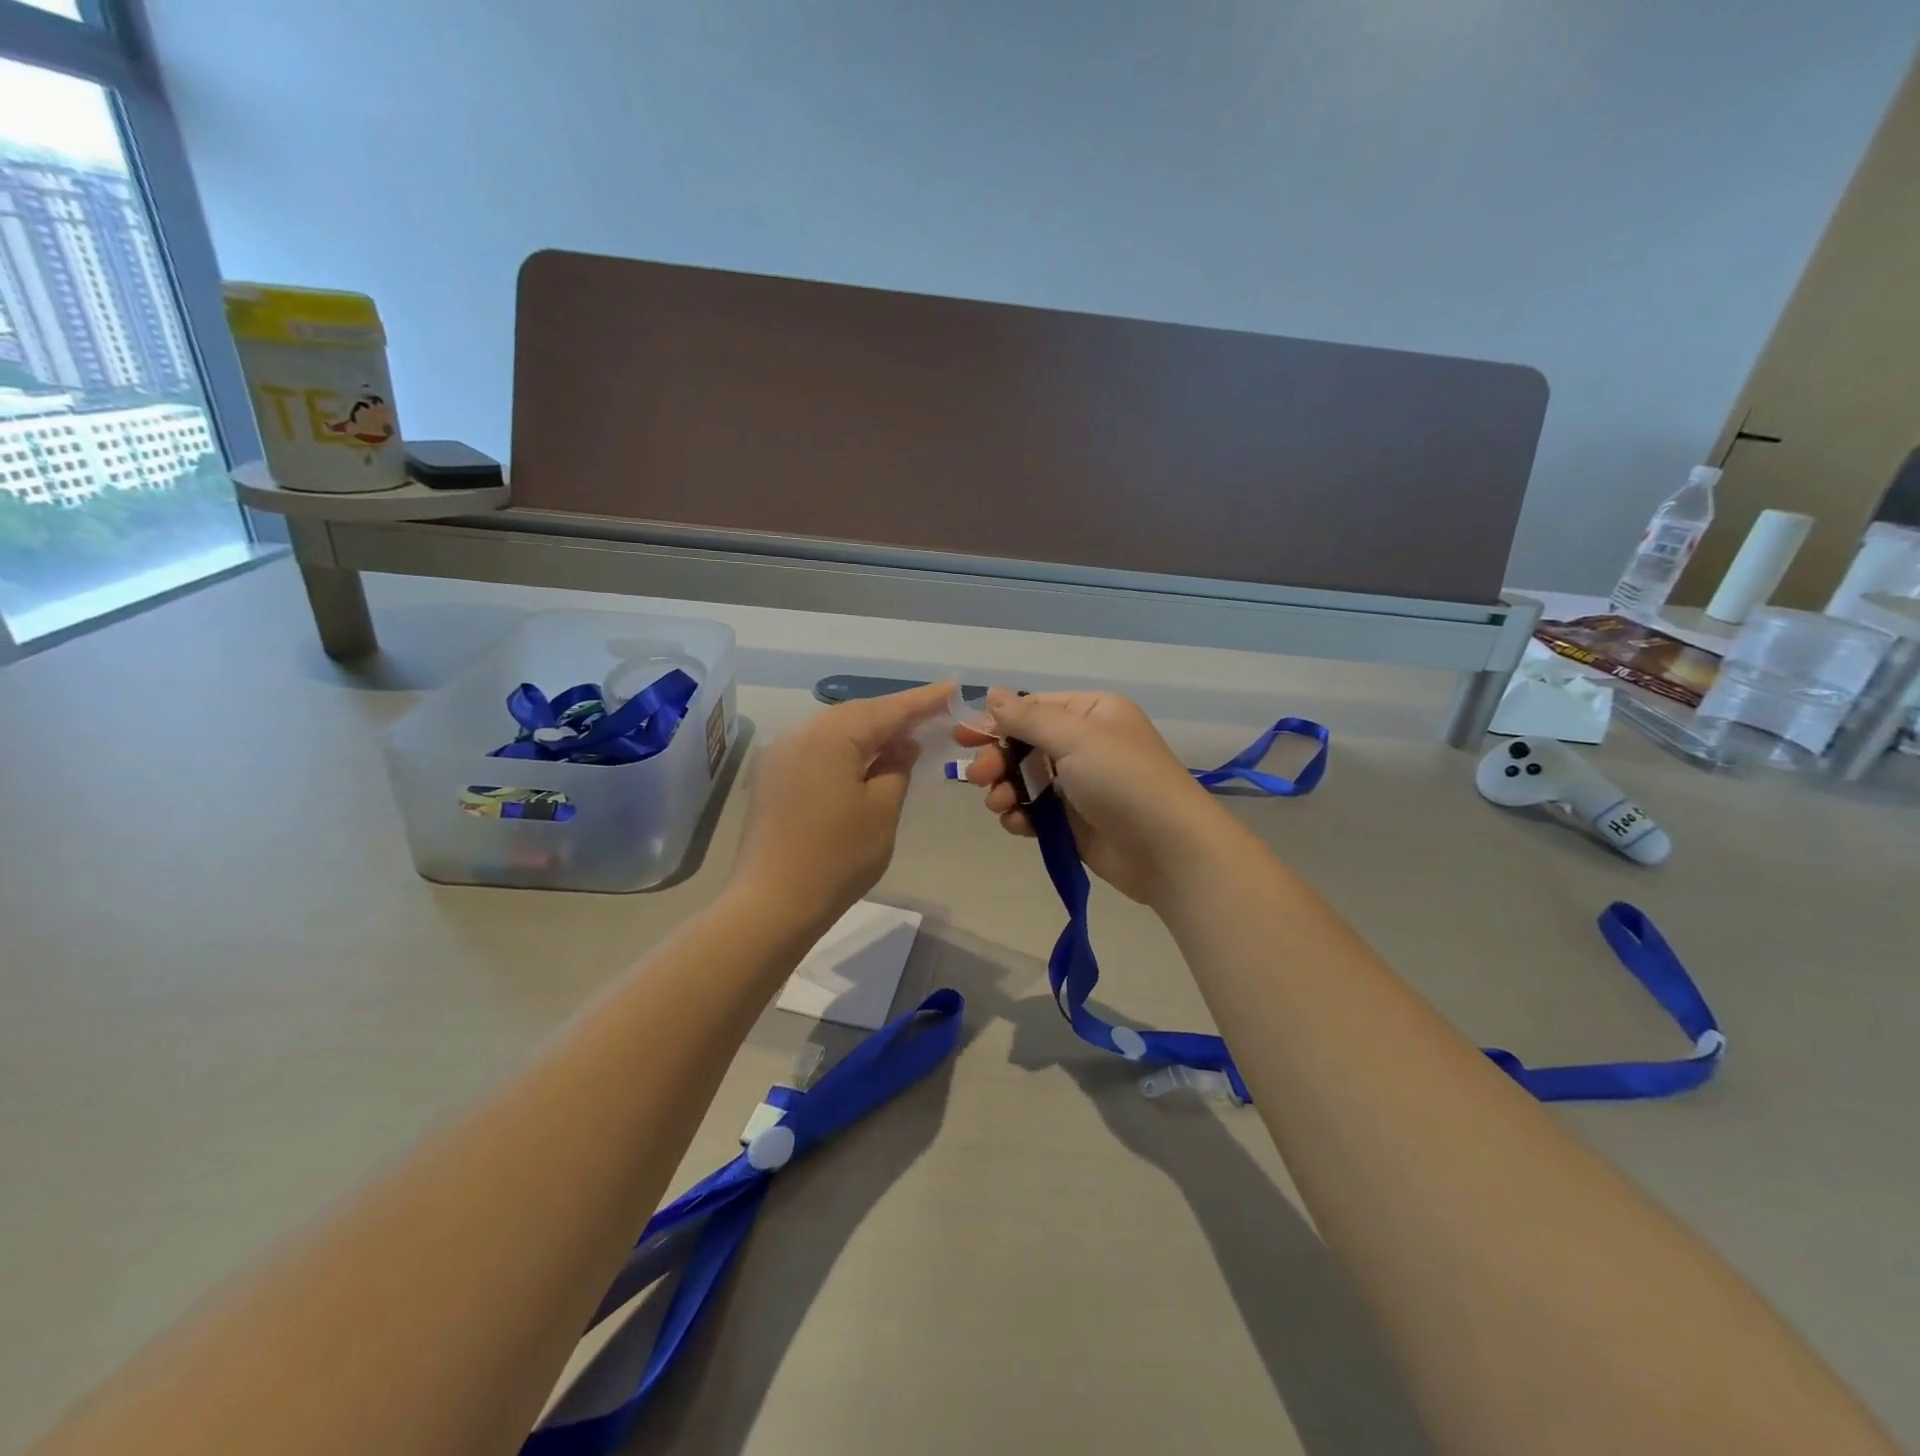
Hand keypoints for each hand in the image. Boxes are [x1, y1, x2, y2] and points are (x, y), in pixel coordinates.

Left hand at [731, 681, 952, 930]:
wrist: (771, 905)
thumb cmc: (837, 858)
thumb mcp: (881, 811)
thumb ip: (897, 768)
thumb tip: (904, 745)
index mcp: (828, 737)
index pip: (886, 710)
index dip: (922, 701)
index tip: (952, 689)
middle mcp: (799, 735)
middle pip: (857, 715)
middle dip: (895, 715)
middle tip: (934, 713)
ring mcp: (780, 757)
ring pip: (835, 732)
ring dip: (871, 733)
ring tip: (906, 735)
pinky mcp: (772, 779)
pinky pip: (818, 751)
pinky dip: (847, 751)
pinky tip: (867, 761)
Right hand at [962, 688, 1234, 903]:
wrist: (1168, 851)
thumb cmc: (1123, 781)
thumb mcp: (1076, 738)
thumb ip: (1028, 717)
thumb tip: (993, 694)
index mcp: (1093, 714)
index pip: (1035, 708)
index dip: (997, 721)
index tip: (963, 736)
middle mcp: (1086, 745)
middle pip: (1025, 745)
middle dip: (998, 759)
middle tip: (979, 776)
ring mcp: (1080, 786)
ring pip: (1026, 780)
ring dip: (1006, 790)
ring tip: (1001, 805)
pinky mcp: (1074, 823)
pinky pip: (1036, 812)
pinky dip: (1021, 816)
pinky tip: (1017, 825)